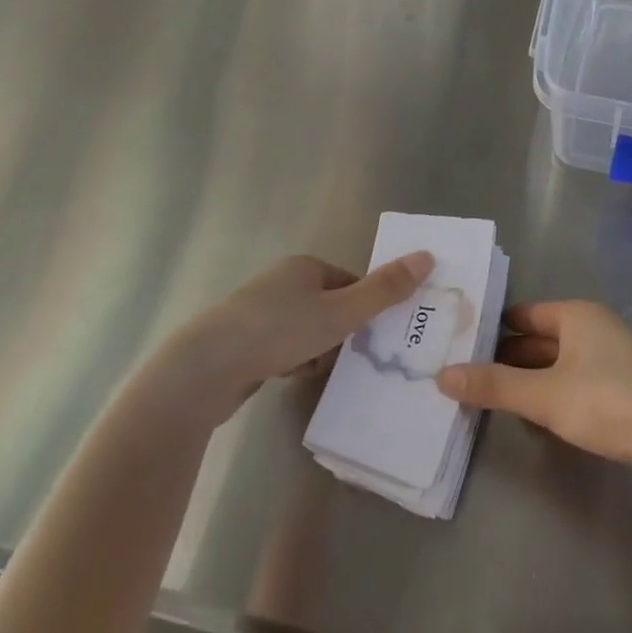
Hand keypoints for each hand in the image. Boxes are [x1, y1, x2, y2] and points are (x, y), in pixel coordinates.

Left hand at [175, 252, 430, 419]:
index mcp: (305, 266)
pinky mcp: (241, 340)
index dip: (365, 309)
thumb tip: (427, 256)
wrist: (204, 369)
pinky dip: (292, 360)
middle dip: (341, 333)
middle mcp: (281, 281)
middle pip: (330, 307)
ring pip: (307, 329)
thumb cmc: (278, 331)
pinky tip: (288, 376)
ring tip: (313, 370)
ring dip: (317, 350)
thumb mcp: (340, 313)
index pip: (351, 283)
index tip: (370, 336)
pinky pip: (283, 346)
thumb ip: (385, 290)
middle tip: (346, 357)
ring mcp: (258, 310)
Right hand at [436, 300, 631, 466]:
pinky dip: (549, 392)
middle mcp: (592, 327)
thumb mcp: (546, 395)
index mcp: (576, 315)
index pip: (521, 314)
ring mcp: (609, 356)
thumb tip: (442, 374)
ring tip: (485, 396)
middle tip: (460, 374)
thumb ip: (494, 385)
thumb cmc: (610, 403)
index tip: (455, 345)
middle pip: (537, 337)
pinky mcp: (620, 385)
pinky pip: (572, 380)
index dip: (489, 328)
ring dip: (525, 378)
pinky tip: (530, 413)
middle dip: (503, 357)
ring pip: (555, 362)